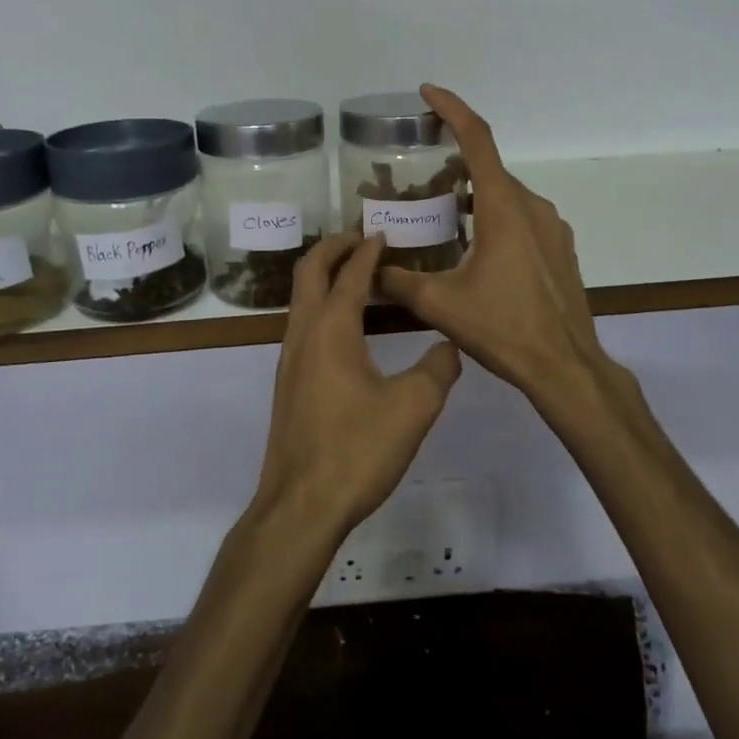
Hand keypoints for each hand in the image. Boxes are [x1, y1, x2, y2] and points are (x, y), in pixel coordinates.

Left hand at [252, 233, 462, 538]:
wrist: (301, 505)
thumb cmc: (356, 451)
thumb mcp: (413, 408)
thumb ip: (438, 369)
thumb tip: (450, 345)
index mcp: (331, 329)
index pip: (350, 274)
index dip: (369, 250)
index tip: (384, 232)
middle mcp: (303, 333)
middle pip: (309, 271)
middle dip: (334, 247)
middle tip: (363, 237)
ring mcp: (290, 358)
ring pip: (302, 297)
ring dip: (326, 275)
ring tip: (359, 274)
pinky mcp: (289, 382)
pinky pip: (303, 322)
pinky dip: (323, 303)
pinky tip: (349, 325)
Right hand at [379, 86, 615, 412]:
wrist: (565, 366)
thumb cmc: (503, 329)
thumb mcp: (440, 304)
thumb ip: (397, 281)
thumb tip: (367, 269)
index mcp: (503, 208)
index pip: (478, 139)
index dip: (452, 109)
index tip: (427, 93)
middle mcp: (531, 206)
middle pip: (488, 169)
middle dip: (453, 166)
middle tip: (417, 181)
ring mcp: (552, 227)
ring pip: (505, 195)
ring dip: (473, 196)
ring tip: (441, 217)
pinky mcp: (560, 248)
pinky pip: (522, 217)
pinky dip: (494, 217)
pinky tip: (475, 249)